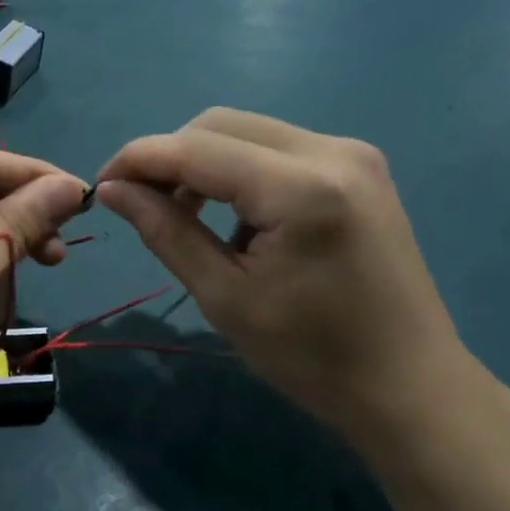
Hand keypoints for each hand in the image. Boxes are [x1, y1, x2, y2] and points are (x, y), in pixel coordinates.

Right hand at [95, 109, 479, 443]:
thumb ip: (166, 231)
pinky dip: (241, 172)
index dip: (138, 160)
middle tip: (141, 206)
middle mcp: (332, 151)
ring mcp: (353, 154)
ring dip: (204, 164)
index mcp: (300, 188)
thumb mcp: (225, 298)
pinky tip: (238, 220)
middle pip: (221, 125)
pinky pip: (279, 150)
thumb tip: (112, 189)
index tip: (100, 187)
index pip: (196, 147)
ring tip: (186, 217)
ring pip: (249, 133)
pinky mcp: (360, 169)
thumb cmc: (312, 358)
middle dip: (170, 158)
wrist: (409, 386)